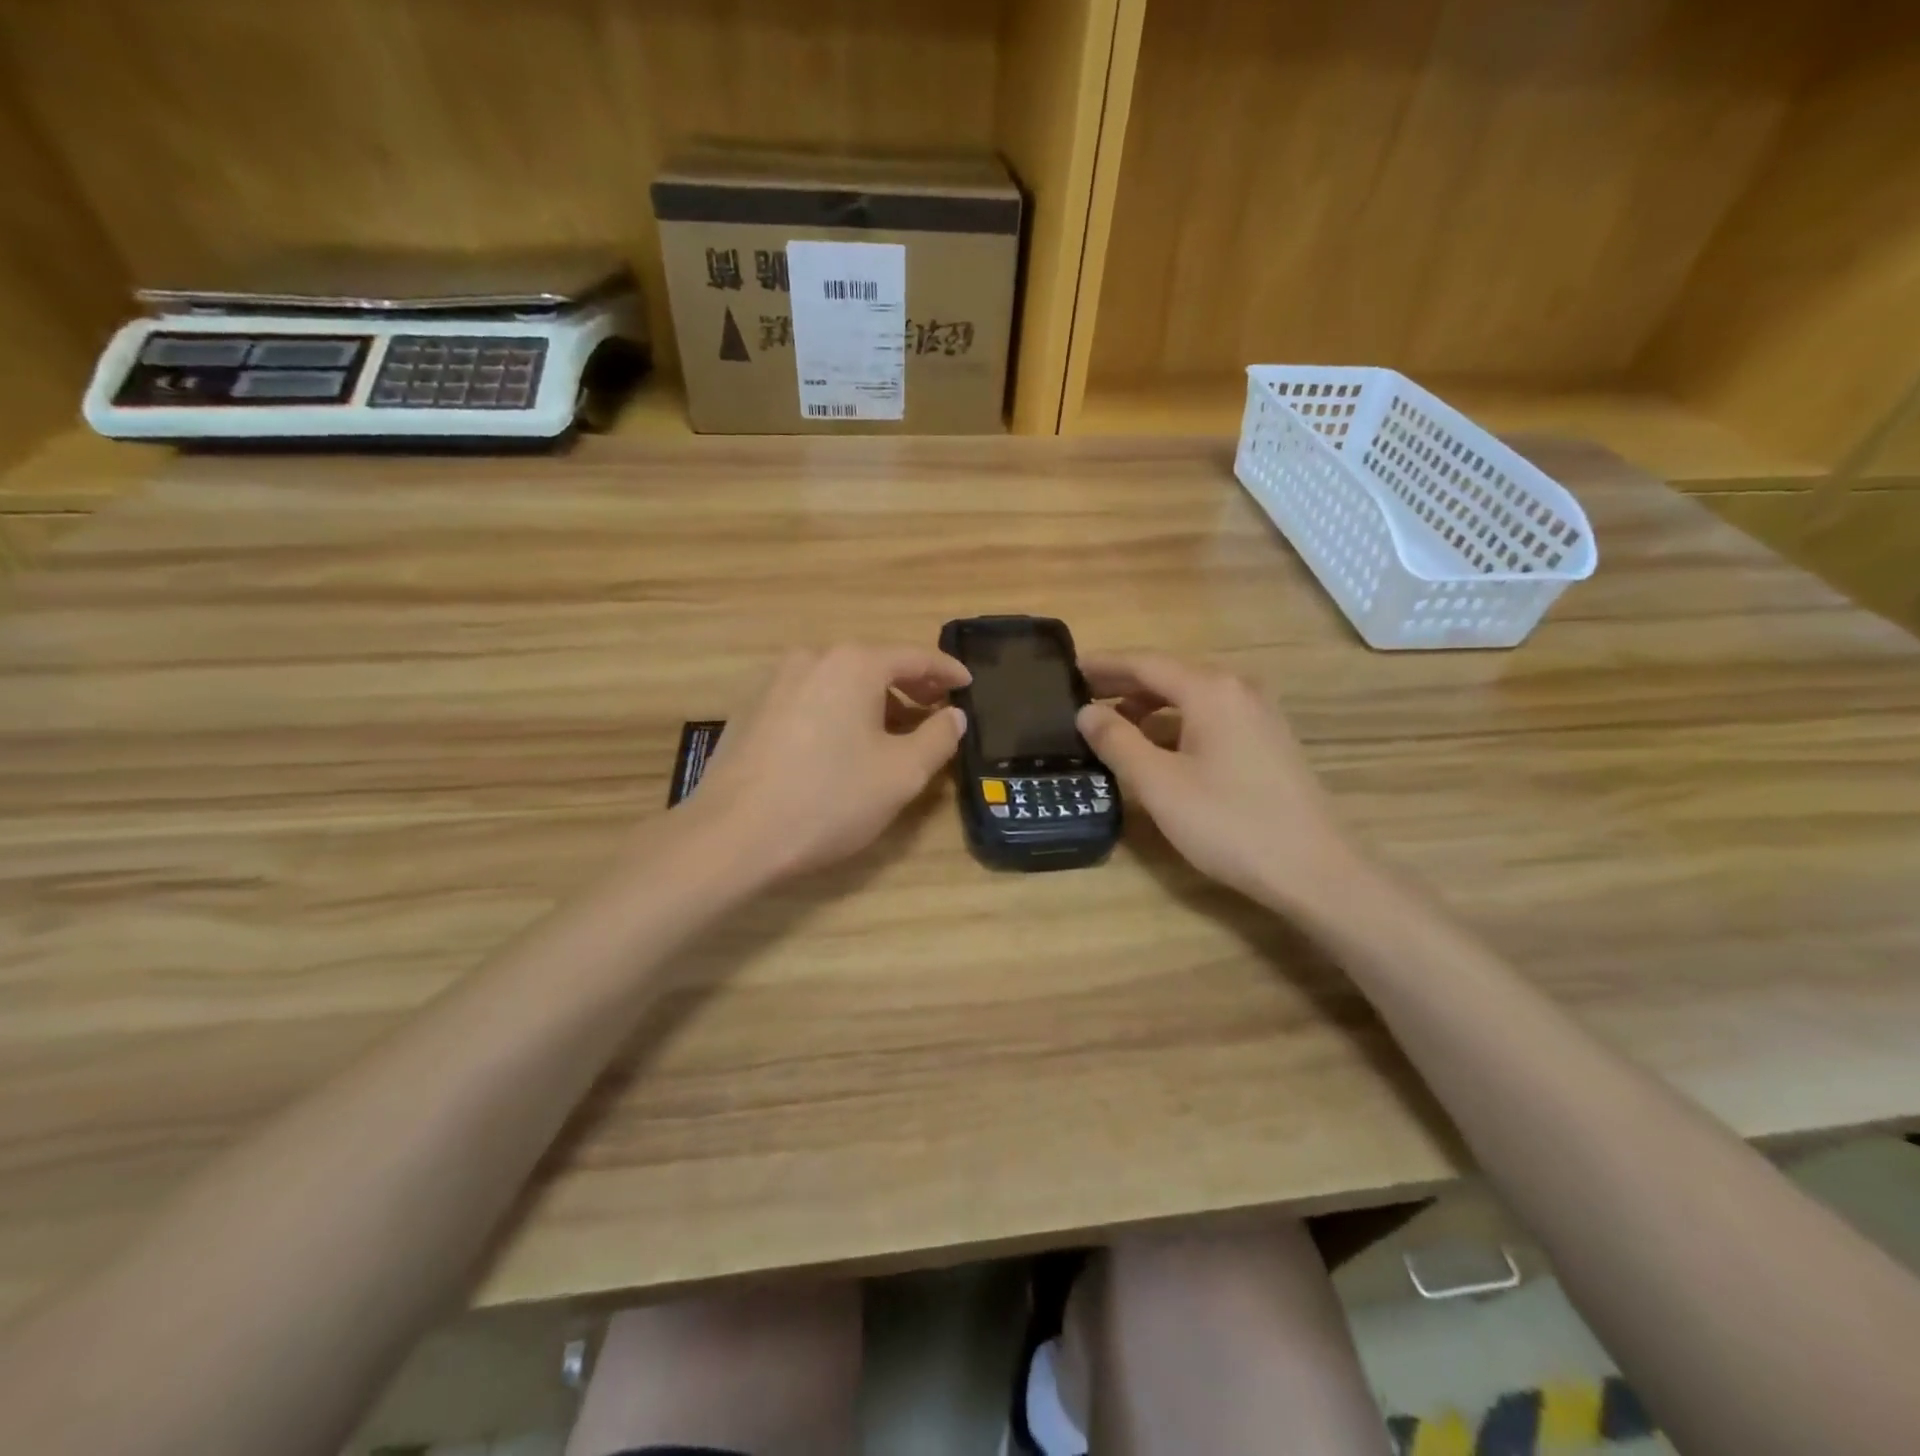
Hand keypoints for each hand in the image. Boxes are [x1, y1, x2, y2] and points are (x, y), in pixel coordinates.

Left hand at [679, 644, 969, 882]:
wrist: (732, 836)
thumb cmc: (829, 800)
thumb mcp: (901, 774)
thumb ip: (937, 738)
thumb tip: (954, 715)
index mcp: (853, 664)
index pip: (914, 657)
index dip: (947, 671)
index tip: (968, 683)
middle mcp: (812, 659)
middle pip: (874, 664)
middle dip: (910, 685)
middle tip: (937, 706)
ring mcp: (775, 682)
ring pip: (839, 682)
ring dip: (873, 700)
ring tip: (893, 730)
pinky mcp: (751, 710)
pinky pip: (810, 699)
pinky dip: (837, 711)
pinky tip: (842, 744)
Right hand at [1075, 655, 1359, 905]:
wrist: (1314, 869)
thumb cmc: (1229, 822)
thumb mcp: (1159, 784)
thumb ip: (1117, 741)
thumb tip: (1086, 712)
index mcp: (1210, 690)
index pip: (1145, 663)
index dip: (1104, 665)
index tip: (1069, 669)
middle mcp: (1238, 689)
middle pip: (1170, 675)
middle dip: (1124, 683)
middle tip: (1082, 695)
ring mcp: (1259, 714)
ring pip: (1191, 697)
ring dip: (1149, 705)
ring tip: (1112, 722)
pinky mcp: (1268, 740)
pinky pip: (1211, 716)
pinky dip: (1176, 723)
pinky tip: (1159, 746)